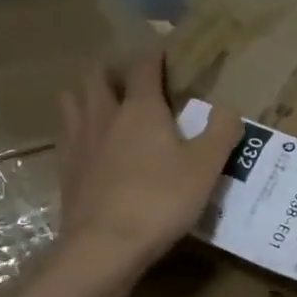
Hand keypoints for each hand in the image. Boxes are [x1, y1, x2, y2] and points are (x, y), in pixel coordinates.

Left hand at [55, 50, 240, 284]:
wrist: (106, 246)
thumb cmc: (162, 200)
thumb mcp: (206, 167)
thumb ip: (222, 132)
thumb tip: (229, 108)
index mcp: (141, 110)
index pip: (144, 68)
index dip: (154, 56)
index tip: (163, 50)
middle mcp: (104, 117)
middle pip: (97, 78)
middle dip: (113, 71)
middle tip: (131, 79)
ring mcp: (79, 144)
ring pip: (73, 103)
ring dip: (87, 97)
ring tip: (104, 106)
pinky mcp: (67, 172)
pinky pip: (67, 138)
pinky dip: (79, 132)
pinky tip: (91, 148)